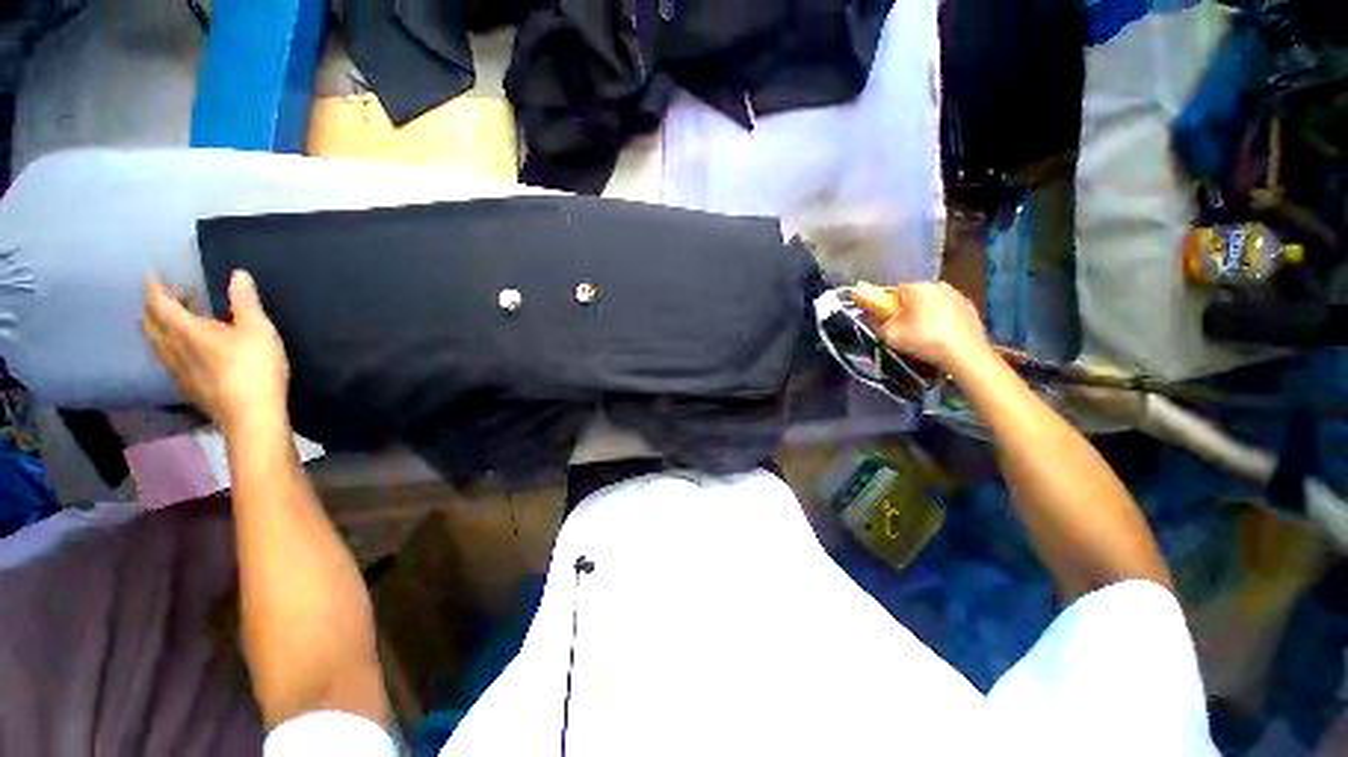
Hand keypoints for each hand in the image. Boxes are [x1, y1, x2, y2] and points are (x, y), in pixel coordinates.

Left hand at [142, 271, 289, 435]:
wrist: (252, 416)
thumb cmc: (255, 369)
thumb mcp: (258, 330)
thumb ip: (246, 302)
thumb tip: (238, 274)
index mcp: (187, 332)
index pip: (160, 304)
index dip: (154, 287)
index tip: (152, 274)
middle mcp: (174, 349)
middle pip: (152, 325)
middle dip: (156, 307)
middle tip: (172, 296)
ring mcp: (179, 371)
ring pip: (157, 345)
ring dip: (160, 328)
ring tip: (176, 321)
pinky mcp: (189, 388)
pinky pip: (168, 362)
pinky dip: (170, 349)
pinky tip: (186, 352)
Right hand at [852, 281, 991, 373]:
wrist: (965, 353)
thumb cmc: (923, 340)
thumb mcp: (889, 333)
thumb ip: (874, 315)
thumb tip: (859, 296)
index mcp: (916, 287)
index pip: (892, 292)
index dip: (886, 308)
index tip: (886, 323)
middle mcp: (936, 284)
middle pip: (911, 296)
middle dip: (905, 310)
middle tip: (903, 331)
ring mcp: (956, 294)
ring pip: (930, 302)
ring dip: (923, 313)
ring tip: (923, 334)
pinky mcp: (969, 307)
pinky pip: (946, 309)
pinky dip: (940, 318)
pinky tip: (939, 335)